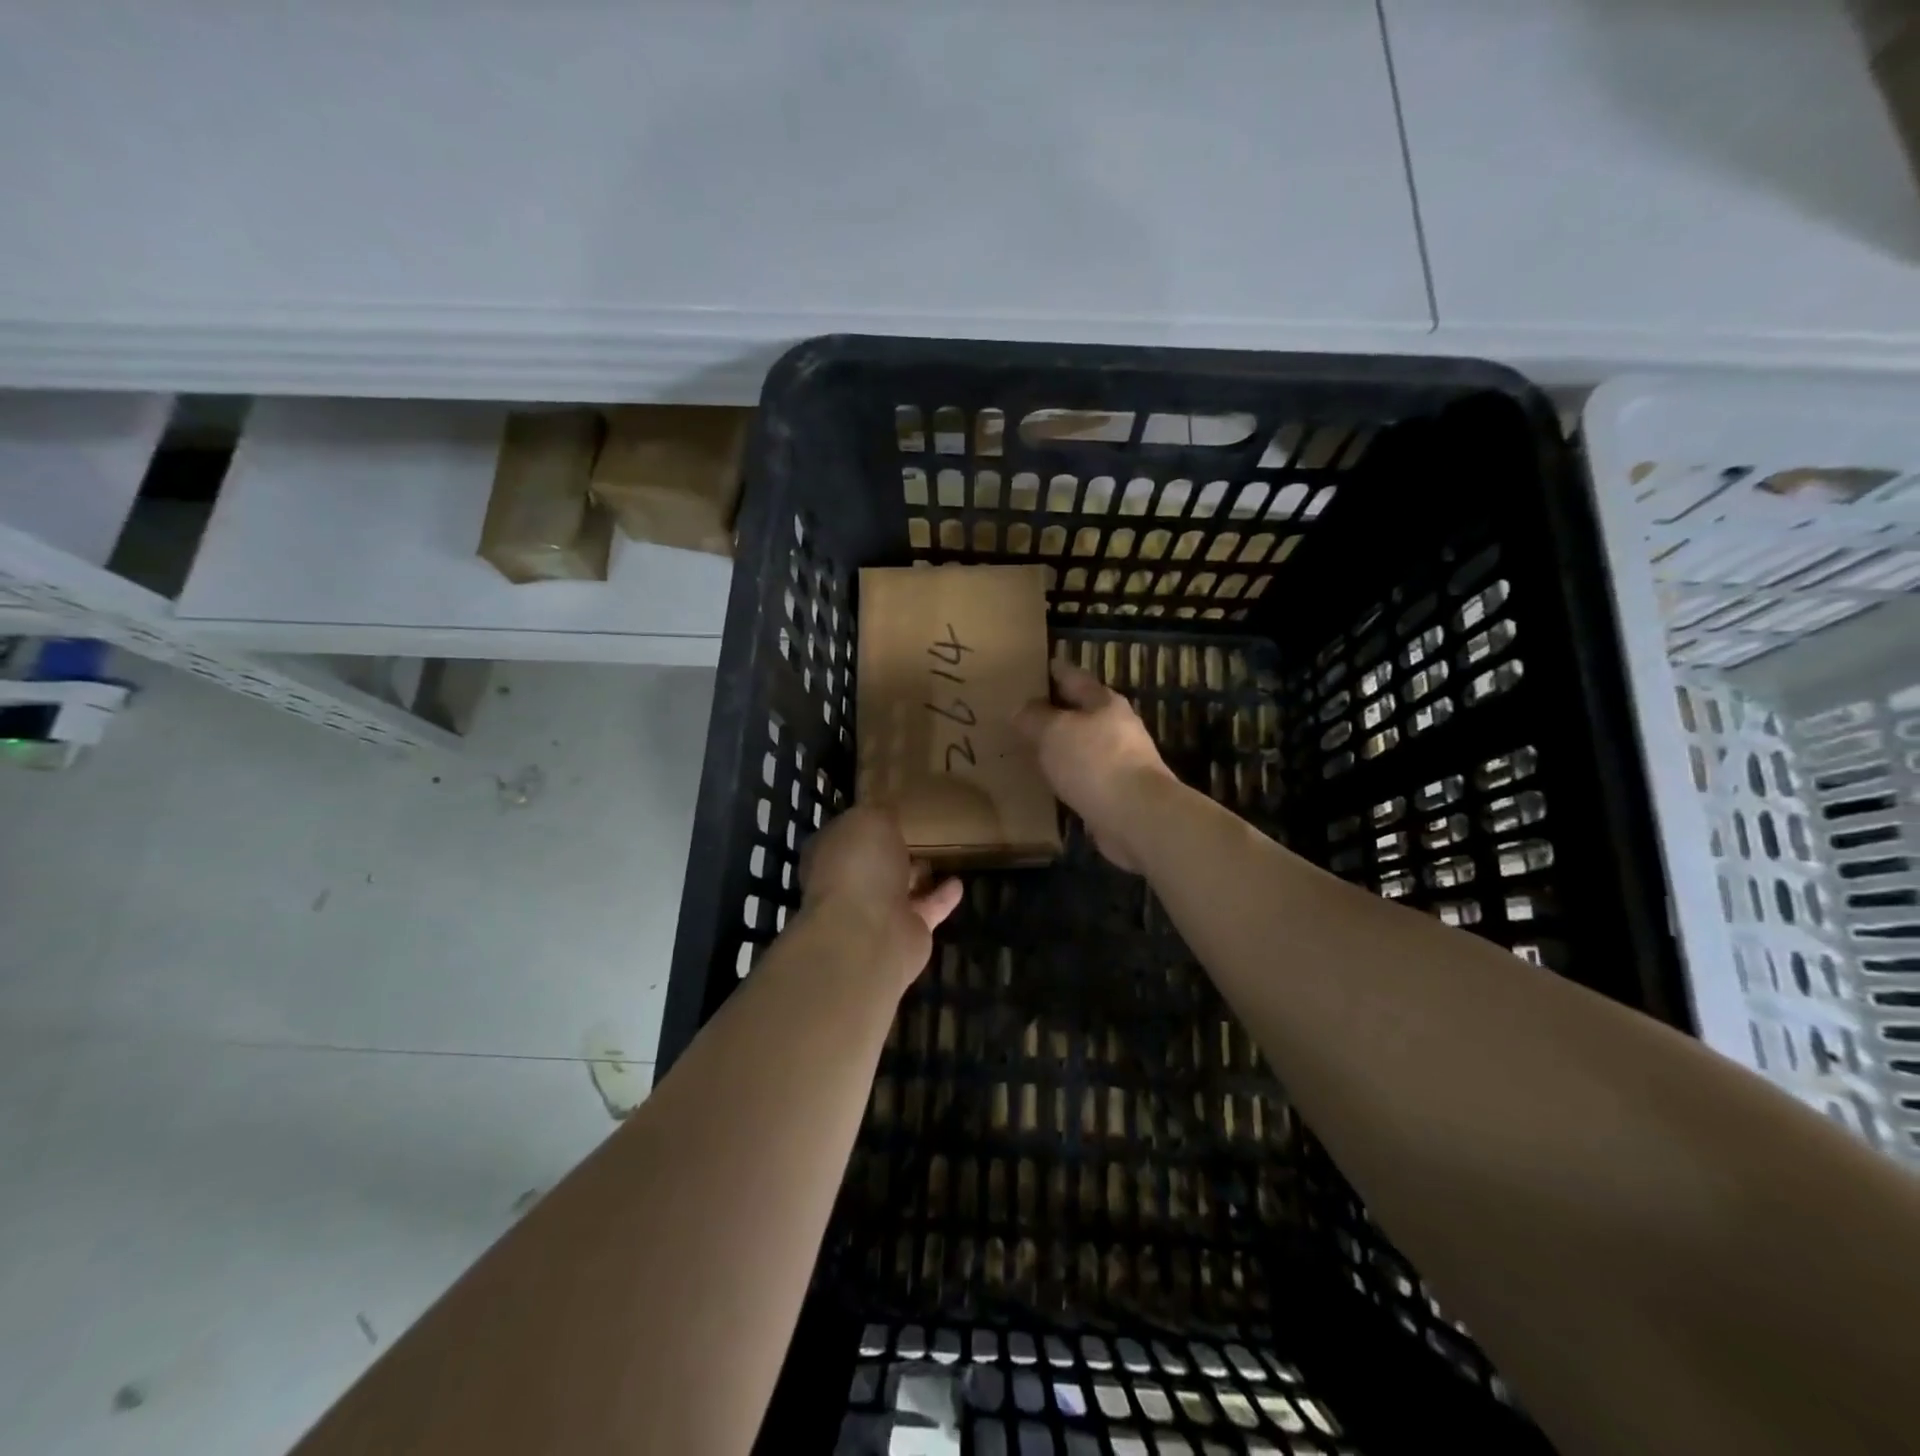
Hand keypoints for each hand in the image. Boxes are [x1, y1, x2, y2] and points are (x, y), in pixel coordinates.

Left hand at [799, 806, 962, 986]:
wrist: (868, 934)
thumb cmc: (860, 866)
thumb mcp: (870, 819)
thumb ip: (880, 812)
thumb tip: (885, 811)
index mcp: (830, 854)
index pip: (846, 833)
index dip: (865, 821)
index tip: (888, 810)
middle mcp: (848, 883)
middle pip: (872, 862)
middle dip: (891, 850)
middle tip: (918, 831)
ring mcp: (875, 912)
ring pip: (899, 888)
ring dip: (917, 874)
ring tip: (940, 854)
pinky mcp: (905, 933)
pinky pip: (927, 908)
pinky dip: (942, 897)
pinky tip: (958, 882)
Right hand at [1014, 659, 1175, 871]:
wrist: (1136, 815)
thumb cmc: (1094, 761)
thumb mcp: (1053, 732)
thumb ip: (1034, 718)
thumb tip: (1021, 709)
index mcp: (1104, 703)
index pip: (1076, 678)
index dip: (1058, 670)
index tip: (1044, 664)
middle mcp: (1118, 727)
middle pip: (1085, 712)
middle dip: (1061, 710)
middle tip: (1030, 710)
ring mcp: (1123, 761)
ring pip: (1086, 745)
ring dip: (1065, 745)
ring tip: (1037, 747)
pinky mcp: (1119, 792)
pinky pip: (1087, 776)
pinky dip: (1070, 775)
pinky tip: (1054, 781)